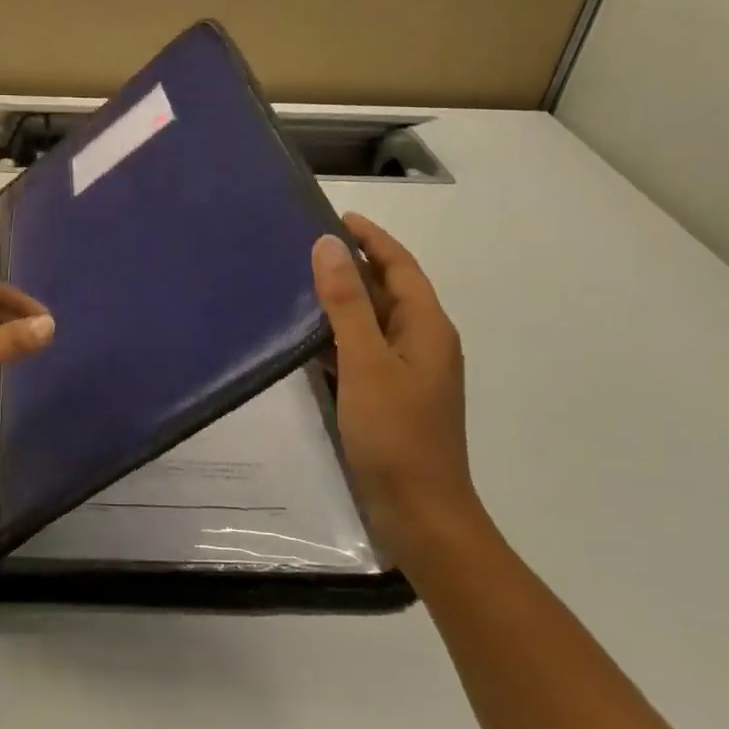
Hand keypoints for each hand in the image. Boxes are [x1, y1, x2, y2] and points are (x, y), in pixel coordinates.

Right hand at [312, 214, 481, 554]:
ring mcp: (408, 374)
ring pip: (374, 323)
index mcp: (427, 328)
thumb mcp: (366, 361)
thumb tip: (328, 245)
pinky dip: (339, 337)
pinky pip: (364, 352)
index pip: (400, 266)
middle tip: (308, 246)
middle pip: (389, 291)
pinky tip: (308, 340)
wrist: (419, 513)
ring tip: (301, 284)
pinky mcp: (390, 398)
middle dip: (355, 265)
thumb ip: (347, 302)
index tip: (338, 216)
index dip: (372, 238)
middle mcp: (423, 344)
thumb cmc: (395, 434)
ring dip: (344, 301)